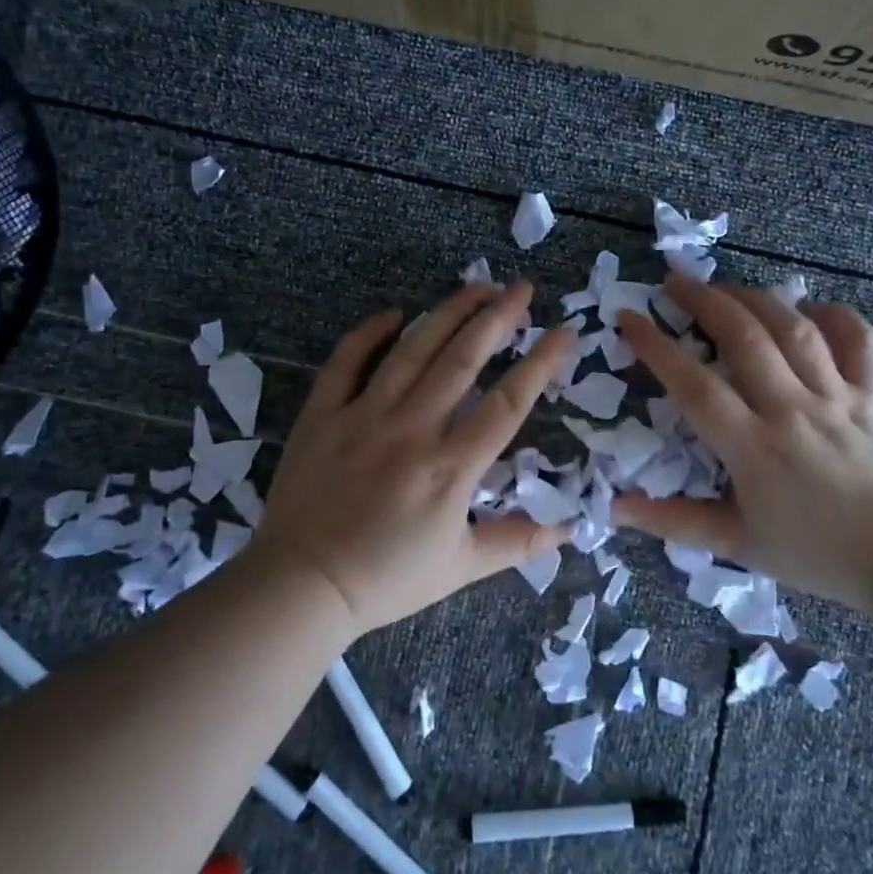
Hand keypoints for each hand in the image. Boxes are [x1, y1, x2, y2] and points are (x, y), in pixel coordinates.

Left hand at [257, 281, 576, 634]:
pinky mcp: (323, 415)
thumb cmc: (386, 579)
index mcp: (450, 468)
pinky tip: (394, 314)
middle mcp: (412, 430)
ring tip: (476, 286)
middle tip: (521, 288)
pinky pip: (346, 362)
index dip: (540, 364)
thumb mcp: (460, 568)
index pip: (507, 404)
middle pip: (462, 361)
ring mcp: (363, 416)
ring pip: (412, 350)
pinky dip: (369, 334)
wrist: (303, 587)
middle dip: (497, 319)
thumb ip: (516, 543)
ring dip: (447, 313)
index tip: (564, 332)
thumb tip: (570, 530)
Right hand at [614, 278, 872, 610]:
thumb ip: (673, 522)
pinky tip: (808, 309)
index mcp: (753, 449)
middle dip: (703, 300)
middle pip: (744, 338)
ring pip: (795, 329)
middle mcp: (793, 411)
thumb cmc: (812, 553)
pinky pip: (858, 340)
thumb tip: (614, 508)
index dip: (656, 347)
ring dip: (755, 298)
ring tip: (726, 287)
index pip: (694, 386)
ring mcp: (838, 398)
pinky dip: (835, 315)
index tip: (628, 319)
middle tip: (674, 282)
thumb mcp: (735, 544)